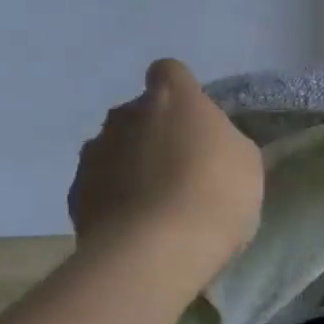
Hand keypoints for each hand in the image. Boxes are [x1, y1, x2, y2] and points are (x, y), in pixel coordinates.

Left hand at [68, 59, 263, 278]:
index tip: (196, 121)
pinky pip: (99, 186)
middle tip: (180, 168)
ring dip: (131, 165)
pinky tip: (135, 227)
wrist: (156, 252)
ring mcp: (94, 153)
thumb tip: (212, 144)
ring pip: (114, 148)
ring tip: (155, 204)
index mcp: (172, 97)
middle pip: (139, 112)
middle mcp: (125, 115)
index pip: (169, 71)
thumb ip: (224, 141)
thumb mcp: (247, 162)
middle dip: (155, 133)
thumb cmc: (216, 195)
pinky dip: (113, 199)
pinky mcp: (76, 193)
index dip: (182, 92)